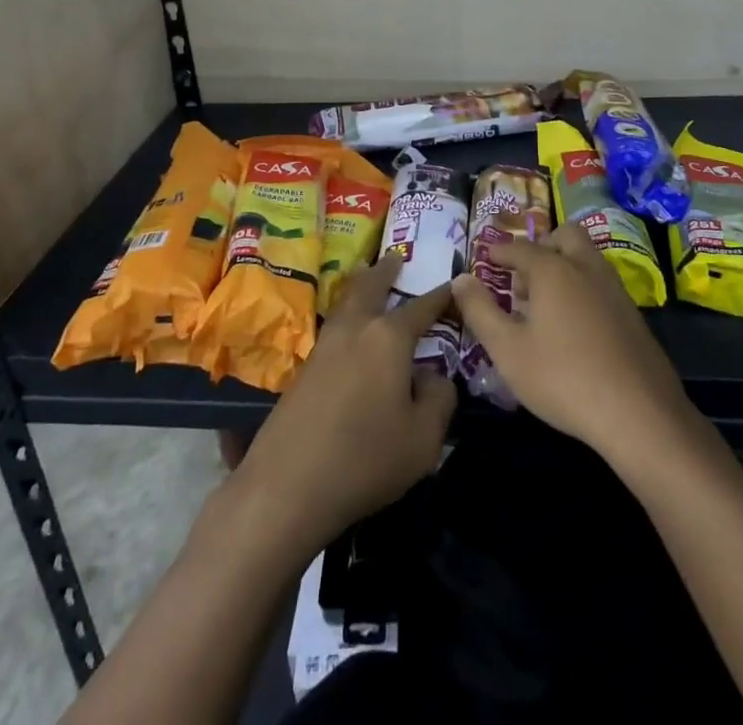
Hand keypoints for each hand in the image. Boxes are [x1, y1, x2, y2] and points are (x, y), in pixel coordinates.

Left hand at [227, 253, 456, 559]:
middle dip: (386, 270)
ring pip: (346, 301)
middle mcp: (356, 329)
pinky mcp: (305, 368)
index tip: (455, 284)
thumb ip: (439, 399)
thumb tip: (433, 376)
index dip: (441, 296)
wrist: (287, 485)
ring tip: (369, 277)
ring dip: (361, 285)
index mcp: (388, 337)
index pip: (422, 307)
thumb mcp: (423, 439)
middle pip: (371, 286)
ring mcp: (325, 346)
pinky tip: (350, 330)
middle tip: (396, 257)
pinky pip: (334, 325)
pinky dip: (347, 313)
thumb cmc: (365, 458)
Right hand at [453, 222, 698, 464]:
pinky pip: (601, 283)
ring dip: (564, 266)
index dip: (499, 251)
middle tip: (523, 277)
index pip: (520, 247)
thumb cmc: (563, 378)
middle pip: (564, 236)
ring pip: (587, 258)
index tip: (486, 258)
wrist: (639, 414)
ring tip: (544, 305)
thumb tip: (461, 278)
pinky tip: (574, 327)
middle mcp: (586, 268)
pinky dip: (583, 288)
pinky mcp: (633, 314)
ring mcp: (614, 289)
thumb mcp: (507, 349)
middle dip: (541, 246)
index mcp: (553, 269)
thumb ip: (480, 310)